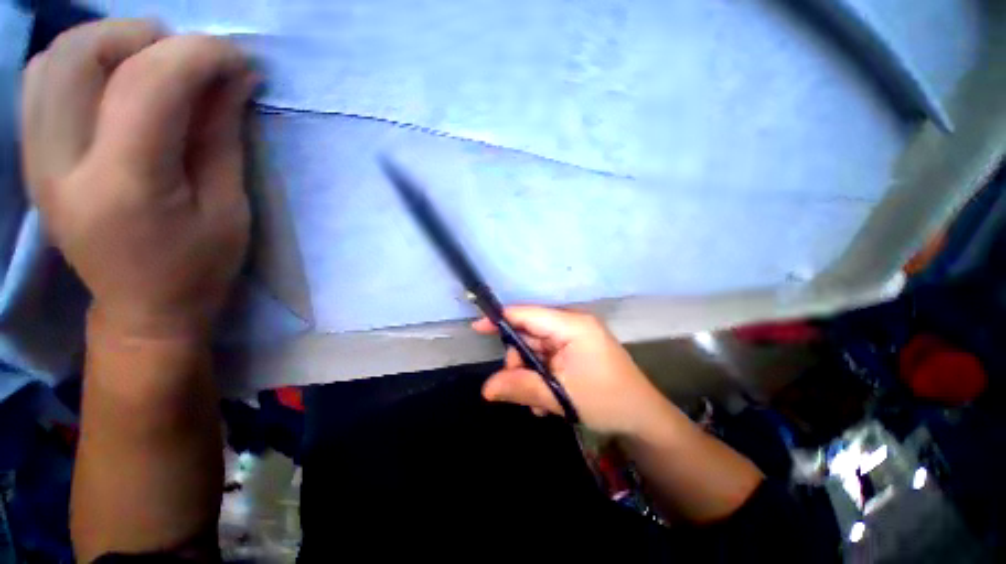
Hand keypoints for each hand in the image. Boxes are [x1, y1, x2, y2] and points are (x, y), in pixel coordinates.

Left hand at [21, 20, 256, 339]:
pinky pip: (41, 81)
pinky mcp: (32, 159)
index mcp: (124, 187)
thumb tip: (233, 77)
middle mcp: (63, 165)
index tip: (236, 57)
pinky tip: (113, 81)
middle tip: (187, 58)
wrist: (143, 308)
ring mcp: (37, 161)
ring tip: (151, 65)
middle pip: (81, 54)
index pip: (148, 85)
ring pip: (53, 59)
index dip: (198, 54)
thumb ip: (221, 136)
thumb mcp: (228, 207)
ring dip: (108, 42)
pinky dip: (79, 61)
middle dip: (144, 36)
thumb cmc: (200, 266)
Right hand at [473, 306, 666, 434]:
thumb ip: (520, 387)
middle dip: (519, 361)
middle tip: (517, 388)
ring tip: (538, 403)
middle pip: (530, 334)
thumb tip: (485, 388)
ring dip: (531, 375)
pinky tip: (547, 401)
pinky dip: (542, 377)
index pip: (528, 314)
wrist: (644, 419)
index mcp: (572, 325)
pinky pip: (548, 359)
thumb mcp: (560, 395)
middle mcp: (572, 326)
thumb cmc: (607, 401)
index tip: (477, 328)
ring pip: (537, 350)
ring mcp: (575, 339)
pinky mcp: (576, 352)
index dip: (501, 319)